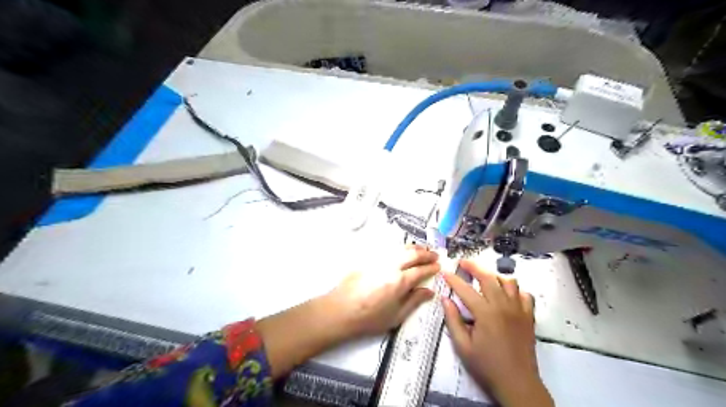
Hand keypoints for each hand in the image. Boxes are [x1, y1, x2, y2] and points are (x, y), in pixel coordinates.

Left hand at [326, 245, 439, 335]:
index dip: (431, 268)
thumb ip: (414, 301)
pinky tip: (402, 251)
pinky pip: (389, 249)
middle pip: (412, 254)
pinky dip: (400, 248)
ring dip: (414, 247)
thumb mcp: (396, 316)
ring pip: (400, 248)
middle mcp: (391, 266)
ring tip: (422, 249)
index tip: (439, 266)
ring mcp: (379, 260)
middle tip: (435, 255)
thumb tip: (430, 291)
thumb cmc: (370, 318)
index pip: (420, 270)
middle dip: (426, 254)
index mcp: (400, 281)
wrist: (341, 310)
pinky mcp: (369, 259)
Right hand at [439, 261, 553, 406]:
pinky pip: (524, 295)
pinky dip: (515, 290)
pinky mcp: (529, 317)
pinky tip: (506, 295)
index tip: (444, 272)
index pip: (466, 290)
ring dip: (495, 276)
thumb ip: (453, 320)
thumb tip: (445, 299)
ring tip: (484, 278)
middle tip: (463, 262)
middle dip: (474, 267)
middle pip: (489, 278)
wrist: (517, 384)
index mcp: (485, 313)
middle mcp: (503, 306)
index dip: (453, 279)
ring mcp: (519, 310)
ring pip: (509, 282)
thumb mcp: (463, 346)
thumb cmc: (487, 366)